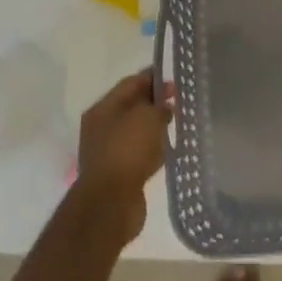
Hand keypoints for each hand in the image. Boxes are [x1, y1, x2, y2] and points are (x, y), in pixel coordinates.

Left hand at [68, 68, 175, 243]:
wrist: (111, 203)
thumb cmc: (128, 150)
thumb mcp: (148, 117)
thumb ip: (159, 105)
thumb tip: (164, 106)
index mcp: (103, 108)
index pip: (131, 83)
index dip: (154, 77)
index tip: (176, 79)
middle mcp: (101, 127)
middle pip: (132, 106)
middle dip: (156, 102)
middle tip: (180, 101)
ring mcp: (108, 151)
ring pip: (136, 130)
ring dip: (155, 126)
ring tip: (177, 124)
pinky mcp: (117, 172)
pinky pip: (138, 152)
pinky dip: (153, 148)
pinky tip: (168, 150)